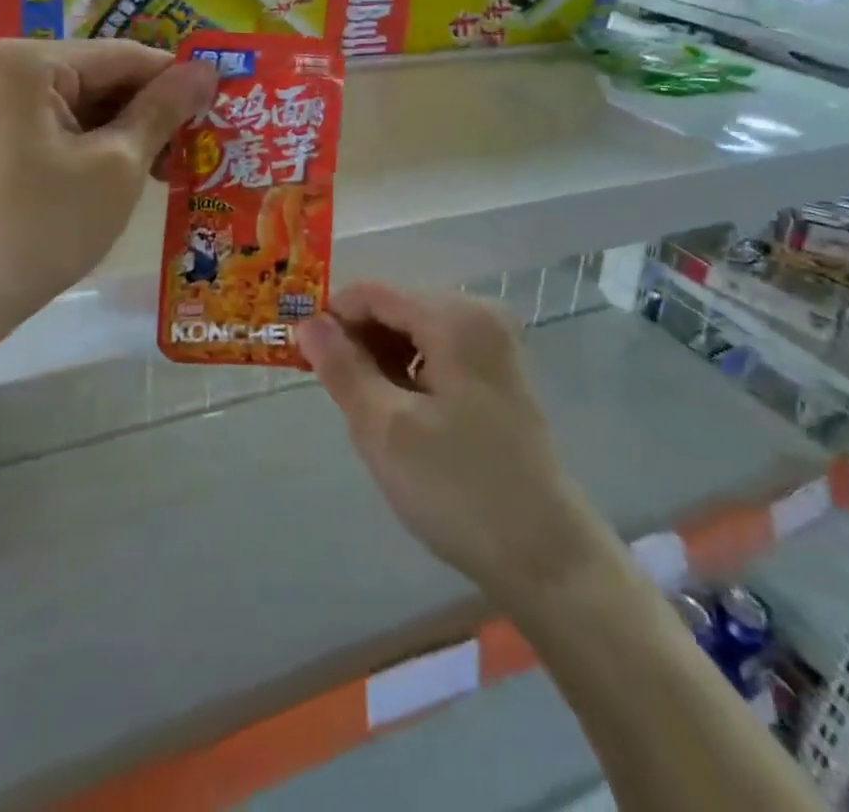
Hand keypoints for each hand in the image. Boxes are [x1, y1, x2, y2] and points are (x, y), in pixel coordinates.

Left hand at [0, 39, 216, 337]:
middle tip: (194, 157)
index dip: (179, 84)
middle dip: (149, 115)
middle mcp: (1, 69)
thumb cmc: (36, 227)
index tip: (222, 114)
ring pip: (78, 108)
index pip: (126, 56)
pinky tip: (119, 183)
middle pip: (100, 79)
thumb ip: (163, 111)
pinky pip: (51, 131)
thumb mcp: (115, 166)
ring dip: (123, 137)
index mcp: (29, 61)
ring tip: (164, 176)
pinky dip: (89, 151)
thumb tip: (208, 70)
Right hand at [300, 283, 611, 602]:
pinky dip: (410, 373)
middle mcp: (479, 313)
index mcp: (454, 317)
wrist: (546, 555)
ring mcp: (494, 342)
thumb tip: (307, 324)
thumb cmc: (459, 489)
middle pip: (396, 308)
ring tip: (371, 413)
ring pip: (415, 331)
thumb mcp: (385, 428)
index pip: (373, 292)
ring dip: (382, 361)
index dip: (332, 318)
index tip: (303, 359)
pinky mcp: (499, 371)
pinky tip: (404, 416)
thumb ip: (342, 368)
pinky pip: (438, 351)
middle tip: (338, 397)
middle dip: (359, 343)